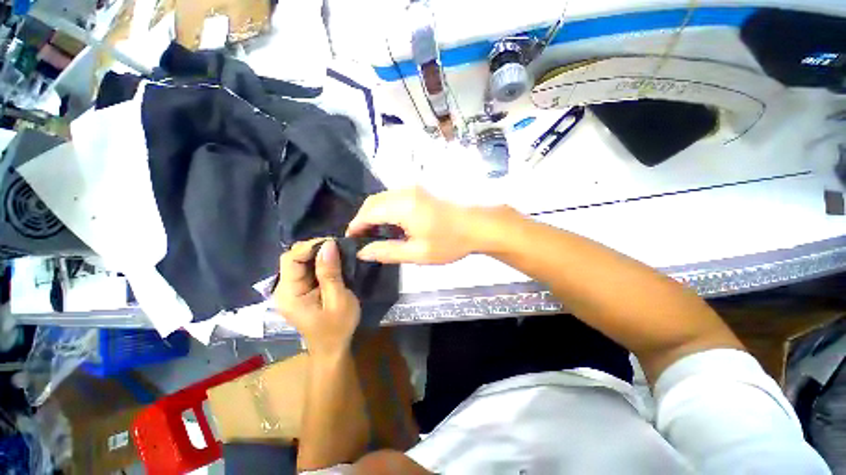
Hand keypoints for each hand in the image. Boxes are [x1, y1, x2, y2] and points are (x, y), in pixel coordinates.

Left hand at [274, 239, 360, 355]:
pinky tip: (333, 261)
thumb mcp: (338, 299)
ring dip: (318, 254)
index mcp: (289, 293)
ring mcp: (291, 289)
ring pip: (300, 262)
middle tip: (339, 246)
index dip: (310, 246)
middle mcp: (284, 289)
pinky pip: (306, 269)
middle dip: (315, 248)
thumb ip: (331, 272)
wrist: (333, 348)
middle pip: (293, 258)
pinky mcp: (299, 290)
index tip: (334, 242)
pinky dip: (320, 262)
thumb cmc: (337, 327)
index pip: (291, 258)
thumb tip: (328, 244)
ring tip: (338, 252)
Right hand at [346, 187, 477, 264]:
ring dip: (375, 212)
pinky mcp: (421, 189)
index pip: (368, 213)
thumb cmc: (450, 242)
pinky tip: (392, 222)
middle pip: (373, 201)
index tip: (351, 239)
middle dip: (363, 218)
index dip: (356, 225)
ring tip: (376, 232)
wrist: (479, 225)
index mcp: (402, 206)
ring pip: (383, 197)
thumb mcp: (418, 253)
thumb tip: (363, 252)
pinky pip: (394, 196)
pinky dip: (386, 208)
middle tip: (363, 238)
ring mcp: (414, 188)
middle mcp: (405, 192)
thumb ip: (387, 251)